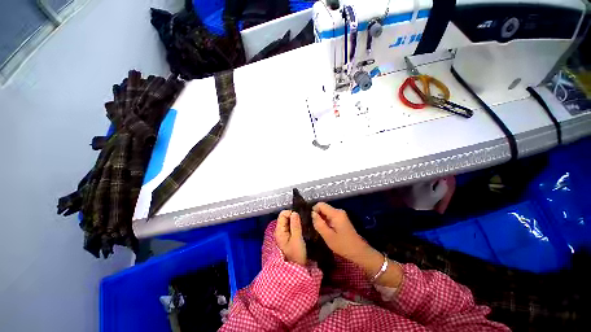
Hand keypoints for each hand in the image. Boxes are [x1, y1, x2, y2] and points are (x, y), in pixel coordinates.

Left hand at [275, 210, 306, 265]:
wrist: (296, 269)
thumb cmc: (296, 254)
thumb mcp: (297, 238)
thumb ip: (295, 224)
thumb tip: (294, 212)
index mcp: (279, 230)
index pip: (283, 214)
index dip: (291, 213)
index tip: (300, 217)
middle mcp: (280, 230)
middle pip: (286, 217)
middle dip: (294, 217)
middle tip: (303, 222)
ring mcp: (283, 234)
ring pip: (289, 222)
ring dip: (296, 221)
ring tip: (304, 225)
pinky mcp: (288, 237)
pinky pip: (291, 227)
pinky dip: (296, 226)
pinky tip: (302, 229)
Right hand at [310, 202, 369, 262]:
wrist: (359, 252)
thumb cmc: (343, 245)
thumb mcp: (328, 236)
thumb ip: (319, 224)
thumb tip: (312, 213)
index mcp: (336, 213)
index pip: (320, 204)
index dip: (314, 211)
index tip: (312, 221)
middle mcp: (338, 211)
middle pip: (323, 208)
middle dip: (318, 216)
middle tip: (315, 227)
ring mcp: (341, 215)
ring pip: (326, 212)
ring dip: (322, 219)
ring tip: (319, 230)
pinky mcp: (342, 219)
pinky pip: (330, 216)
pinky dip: (326, 222)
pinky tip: (326, 231)